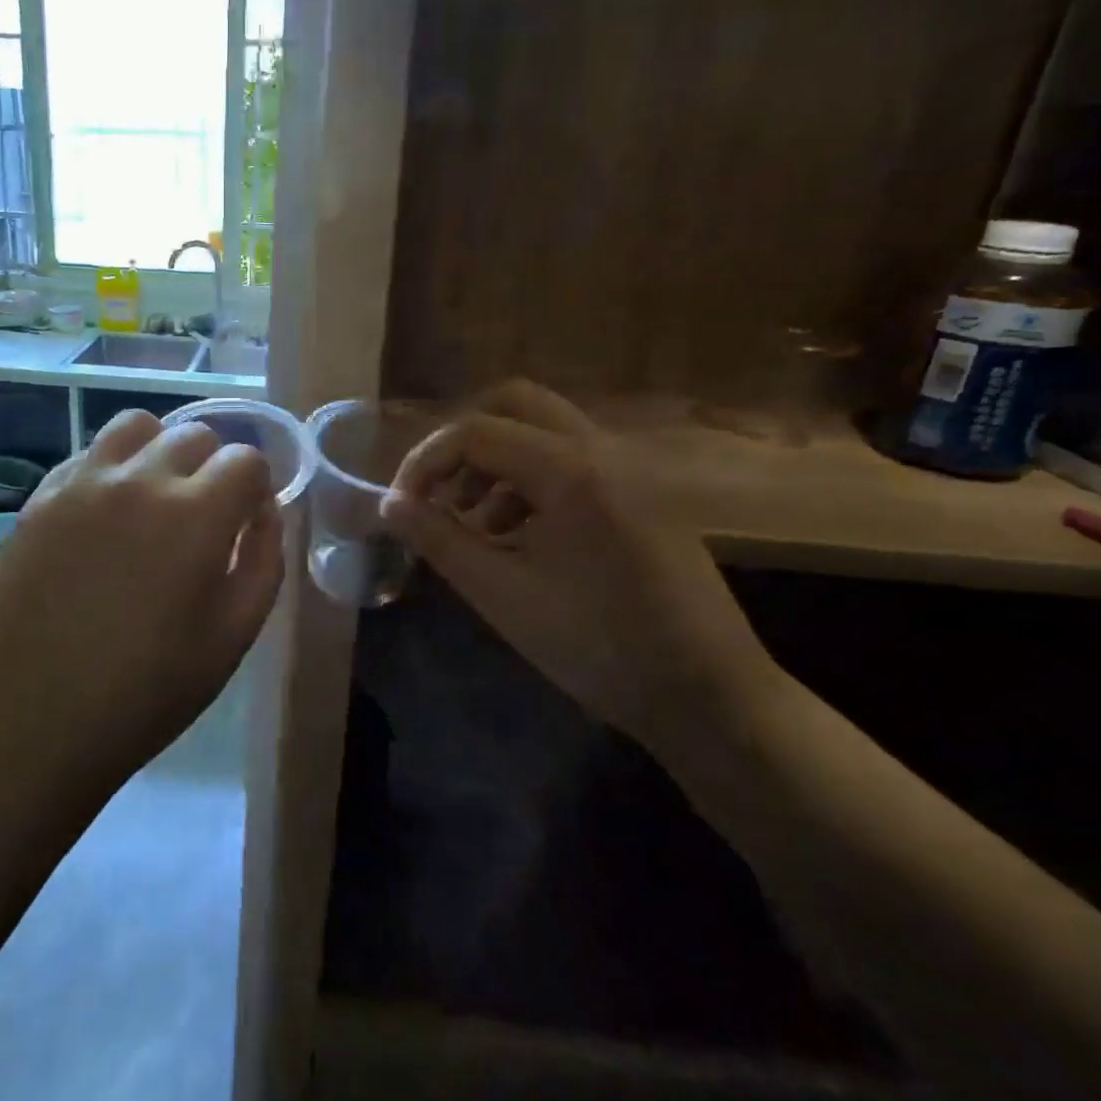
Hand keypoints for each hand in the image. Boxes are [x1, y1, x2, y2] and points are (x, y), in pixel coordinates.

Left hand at [0, 410, 283, 794]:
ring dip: (160, 450)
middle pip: (195, 434)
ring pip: (137, 425)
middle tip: (204, 517)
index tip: (246, 520)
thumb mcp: (233, 638)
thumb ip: (264, 562)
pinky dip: (112, 467)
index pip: (246, 459)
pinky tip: (106, 515)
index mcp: (195, 515)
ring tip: (155, 497)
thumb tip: (264, 513)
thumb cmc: (146, 693)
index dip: (256, 487)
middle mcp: (140, 480)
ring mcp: (82, 483)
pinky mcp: (41, 497)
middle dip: (213, 467)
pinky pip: (89, 453)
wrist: (31, 721)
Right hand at [380, 380, 777, 742]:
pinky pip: (571, 461)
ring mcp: (628, 470)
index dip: (423, 462)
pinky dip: (529, 480)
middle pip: (514, 405)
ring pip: (543, 431)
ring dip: (496, 461)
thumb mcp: (500, 594)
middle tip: (439, 492)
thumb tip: (391, 505)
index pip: (473, 431)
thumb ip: (439, 539)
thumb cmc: (596, 645)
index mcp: (569, 469)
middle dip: (462, 443)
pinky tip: (518, 537)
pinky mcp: (640, 495)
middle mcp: (601, 450)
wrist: (708, 695)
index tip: (401, 508)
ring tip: (474, 523)